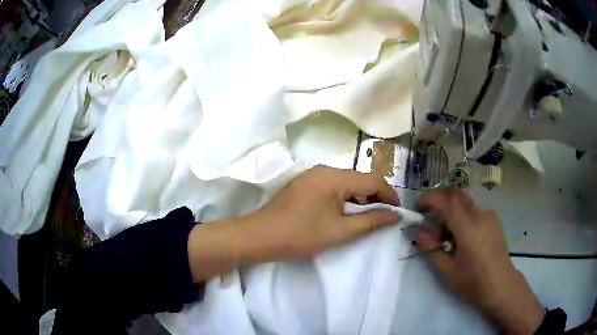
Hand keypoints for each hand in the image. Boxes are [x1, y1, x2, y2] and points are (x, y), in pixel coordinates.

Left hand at [187, 166, 400, 281]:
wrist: (259, 237)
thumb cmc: (300, 235)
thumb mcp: (340, 231)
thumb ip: (370, 221)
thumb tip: (395, 216)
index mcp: (334, 177)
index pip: (373, 180)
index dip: (389, 195)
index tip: (398, 212)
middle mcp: (324, 169)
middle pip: (360, 179)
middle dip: (376, 196)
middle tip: (385, 216)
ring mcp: (312, 175)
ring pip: (347, 182)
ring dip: (361, 197)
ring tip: (368, 216)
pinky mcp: (304, 184)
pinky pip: (333, 186)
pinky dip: (345, 198)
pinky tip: (346, 212)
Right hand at [416, 187, 543, 334]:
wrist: (502, 286)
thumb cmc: (474, 283)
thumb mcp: (448, 272)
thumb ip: (431, 249)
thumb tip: (417, 232)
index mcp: (469, 230)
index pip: (448, 201)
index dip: (430, 198)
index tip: (419, 206)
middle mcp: (481, 216)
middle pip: (457, 194)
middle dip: (441, 201)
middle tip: (431, 221)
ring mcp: (490, 216)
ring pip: (465, 202)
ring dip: (452, 212)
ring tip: (447, 238)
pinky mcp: (494, 220)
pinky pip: (474, 210)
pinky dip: (463, 217)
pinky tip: (462, 239)